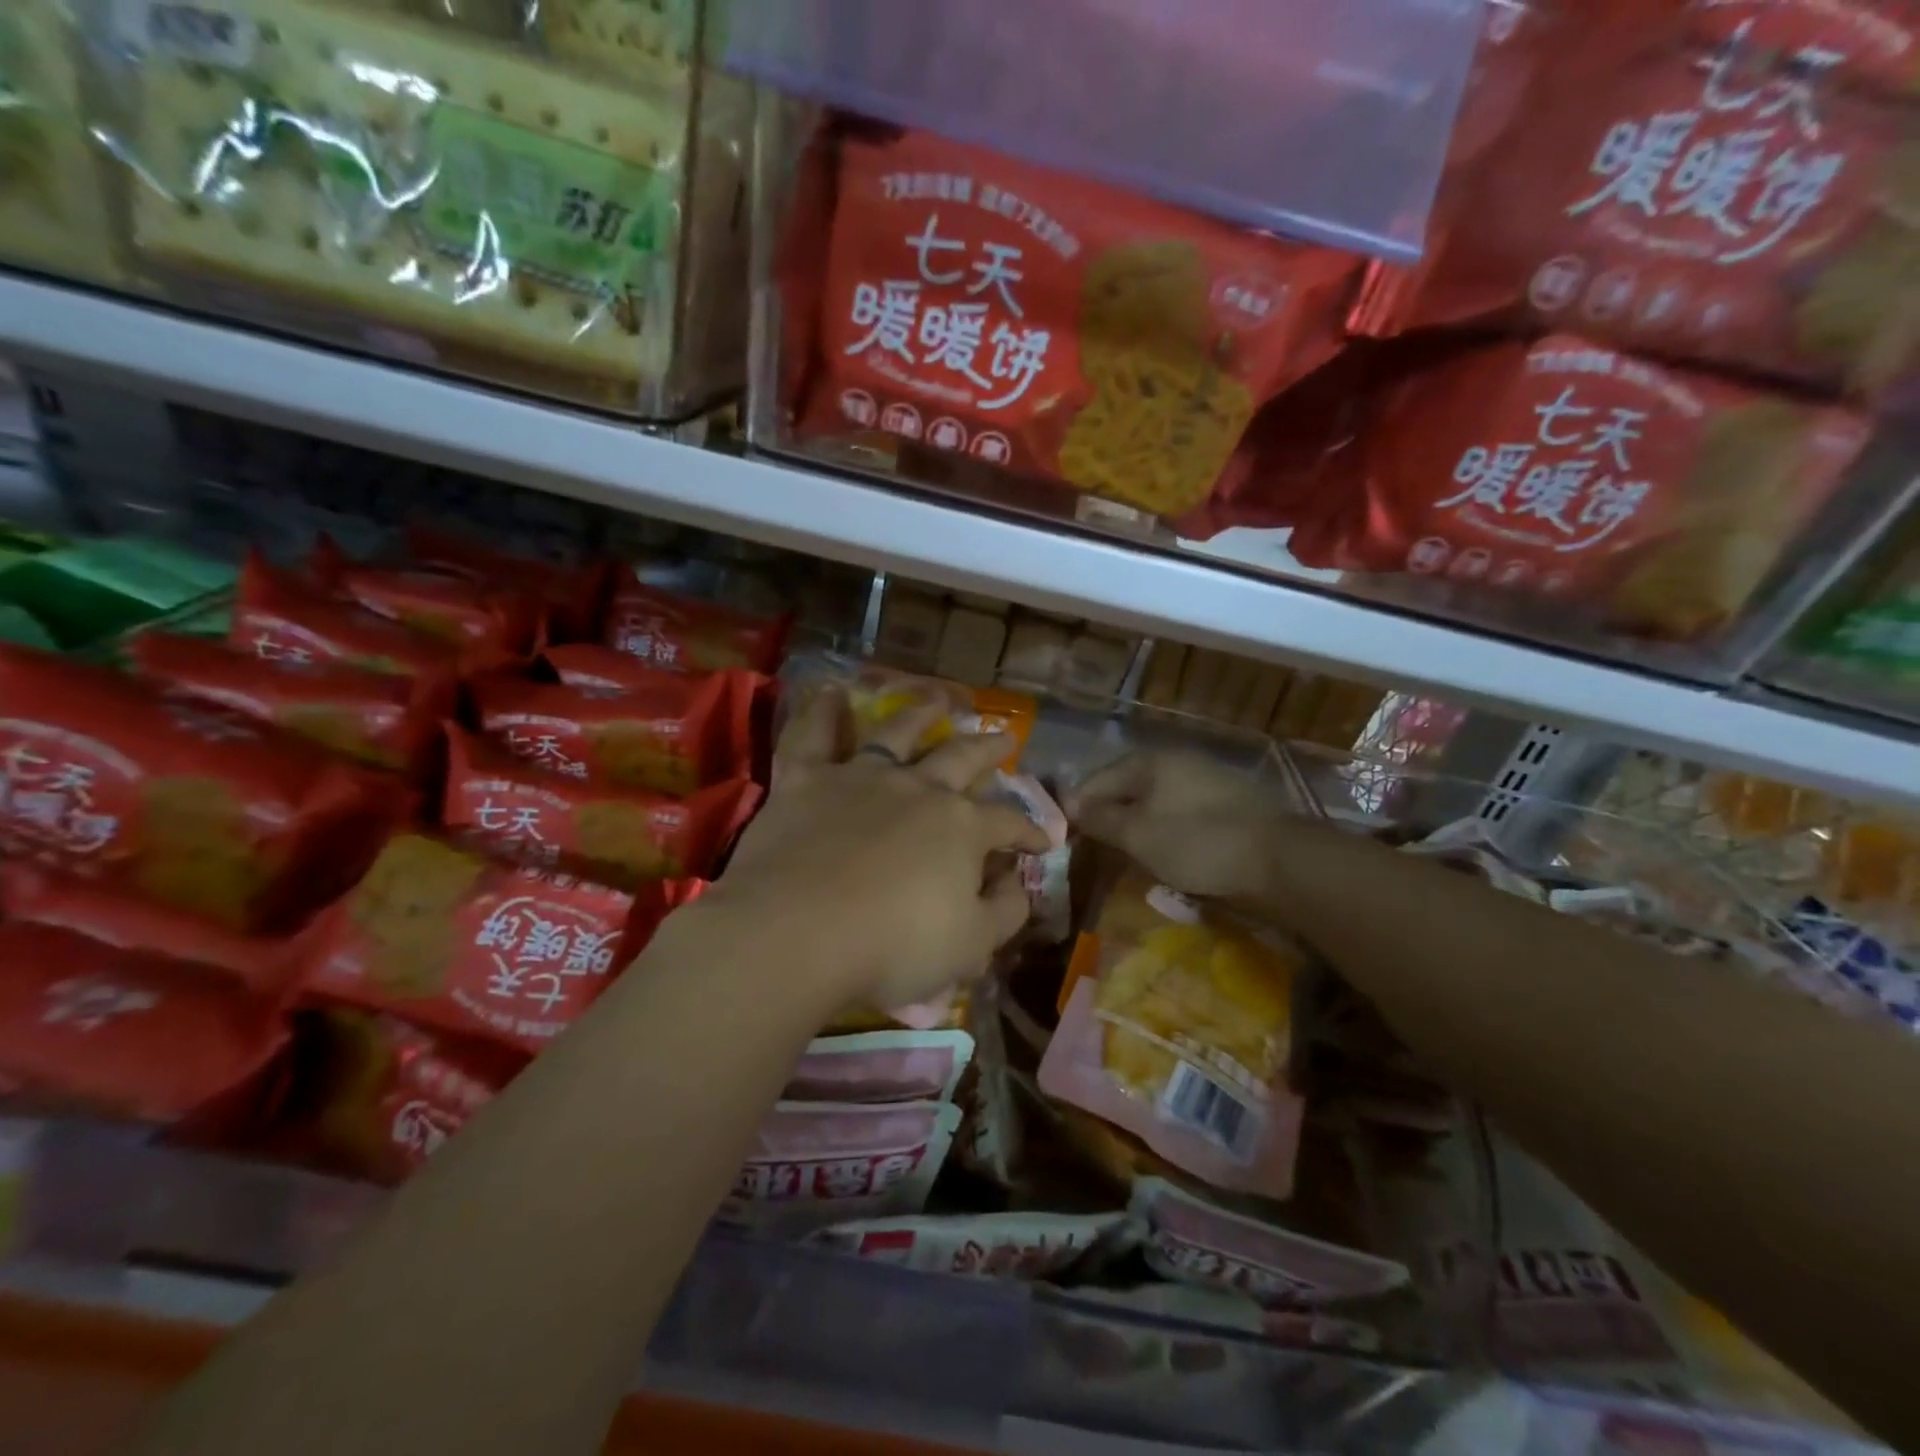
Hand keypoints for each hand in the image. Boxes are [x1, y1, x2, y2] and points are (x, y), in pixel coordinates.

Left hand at [708, 686, 1050, 1013]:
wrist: (797, 932)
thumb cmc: (893, 947)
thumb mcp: (972, 946)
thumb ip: (1005, 912)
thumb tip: (1018, 883)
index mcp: (961, 827)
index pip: (1007, 823)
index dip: (1029, 832)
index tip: (1042, 843)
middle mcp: (917, 789)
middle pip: (961, 758)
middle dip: (987, 749)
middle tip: (1003, 736)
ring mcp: (860, 778)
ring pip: (896, 734)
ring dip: (920, 715)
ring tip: (937, 701)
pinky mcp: (806, 781)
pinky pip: (813, 737)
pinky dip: (821, 712)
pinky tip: (827, 690)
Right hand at [1065, 751, 1293, 903]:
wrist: (1279, 860)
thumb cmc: (1197, 842)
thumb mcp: (1138, 834)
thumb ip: (1100, 818)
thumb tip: (1070, 805)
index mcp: (1150, 761)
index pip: (1098, 779)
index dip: (1077, 805)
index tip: (1063, 834)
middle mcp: (1177, 760)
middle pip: (1127, 786)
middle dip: (1106, 813)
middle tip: (1091, 845)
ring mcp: (1206, 779)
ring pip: (1155, 800)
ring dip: (1136, 822)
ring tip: (1124, 851)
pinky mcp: (1228, 803)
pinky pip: (1180, 811)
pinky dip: (1164, 828)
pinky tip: (1164, 850)